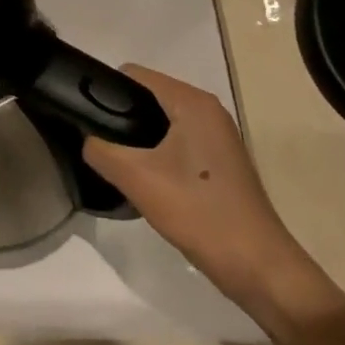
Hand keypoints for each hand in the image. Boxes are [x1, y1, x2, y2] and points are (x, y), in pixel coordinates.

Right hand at [83, 65, 323, 318]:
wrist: (261, 270)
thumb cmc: (200, 213)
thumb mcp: (137, 179)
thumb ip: (101, 150)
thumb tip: (86, 139)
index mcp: (192, 102)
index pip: (133, 75)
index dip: (104, 90)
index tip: (84, 116)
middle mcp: (208, 110)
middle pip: (147, 96)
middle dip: (119, 116)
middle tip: (98, 144)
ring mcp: (217, 136)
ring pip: (161, 121)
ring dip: (137, 137)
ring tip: (116, 162)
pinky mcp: (220, 161)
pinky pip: (176, 141)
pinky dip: (156, 152)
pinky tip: (145, 179)